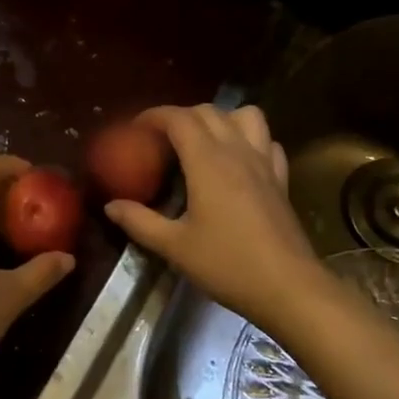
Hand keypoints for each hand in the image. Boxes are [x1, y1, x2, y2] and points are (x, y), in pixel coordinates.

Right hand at [104, 104, 324, 332]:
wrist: (288, 287)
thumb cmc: (227, 264)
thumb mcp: (174, 246)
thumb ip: (139, 222)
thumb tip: (110, 206)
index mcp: (208, 161)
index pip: (179, 118)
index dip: (155, 115)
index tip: (135, 127)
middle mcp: (237, 151)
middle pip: (209, 111)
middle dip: (181, 116)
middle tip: (161, 138)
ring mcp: (264, 163)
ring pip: (246, 116)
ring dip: (222, 118)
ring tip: (204, 141)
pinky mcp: (281, 179)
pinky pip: (267, 142)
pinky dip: (251, 140)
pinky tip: (240, 161)